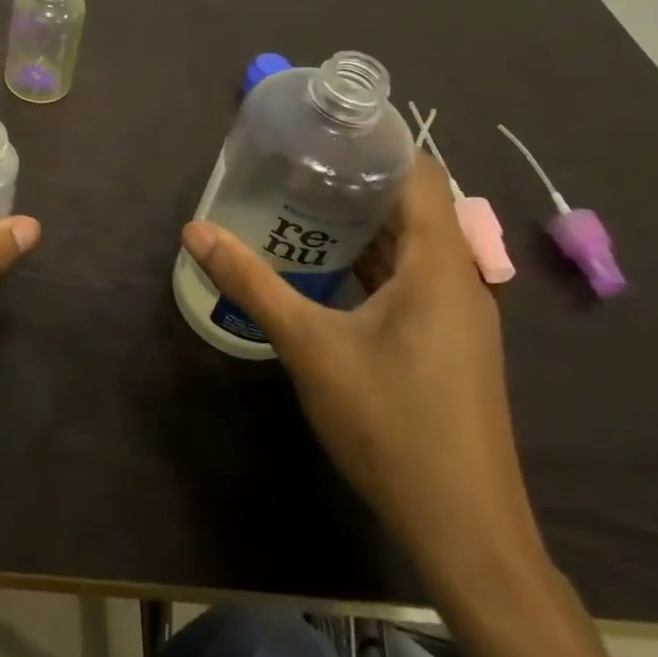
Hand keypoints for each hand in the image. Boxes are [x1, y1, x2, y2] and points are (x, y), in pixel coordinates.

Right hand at [182, 159, 538, 578]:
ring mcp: (458, 316)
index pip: (421, 174)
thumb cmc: (391, 423)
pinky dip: (372, 259)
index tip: (325, 126)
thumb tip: (194, 230)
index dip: (378, 142)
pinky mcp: (448, 343)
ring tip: (301, 200)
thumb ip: (250, 282)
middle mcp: (459, 281)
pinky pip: (411, 278)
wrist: (463, 530)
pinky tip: (326, 264)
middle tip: (296, 160)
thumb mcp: (309, 346)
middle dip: (357, 179)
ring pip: (412, 245)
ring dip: (363, 222)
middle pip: (414, 206)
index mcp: (440, 266)